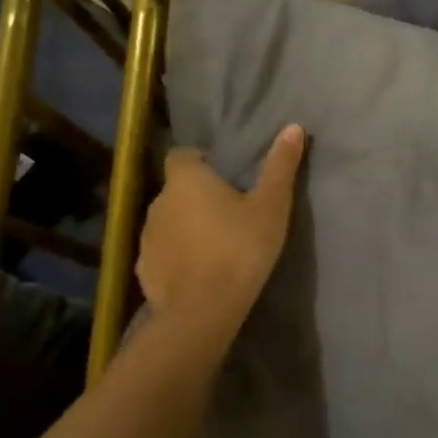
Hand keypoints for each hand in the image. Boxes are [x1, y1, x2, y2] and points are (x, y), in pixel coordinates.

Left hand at [137, 125, 306, 332]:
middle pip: (177, 190)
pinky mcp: (144, 269)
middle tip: (229, 213)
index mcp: (186, 179)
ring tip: (215, 245)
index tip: (226, 178)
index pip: (183, 156)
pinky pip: (162, 254)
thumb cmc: (240, 248)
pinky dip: (177, 257)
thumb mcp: (271, 206)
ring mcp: (146, 237)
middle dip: (197, 197)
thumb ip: (280, 167)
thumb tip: (293, 127)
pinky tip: (198, 272)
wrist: (204, 309)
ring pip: (168, 222)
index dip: (201, 163)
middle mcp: (158, 201)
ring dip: (186, 227)